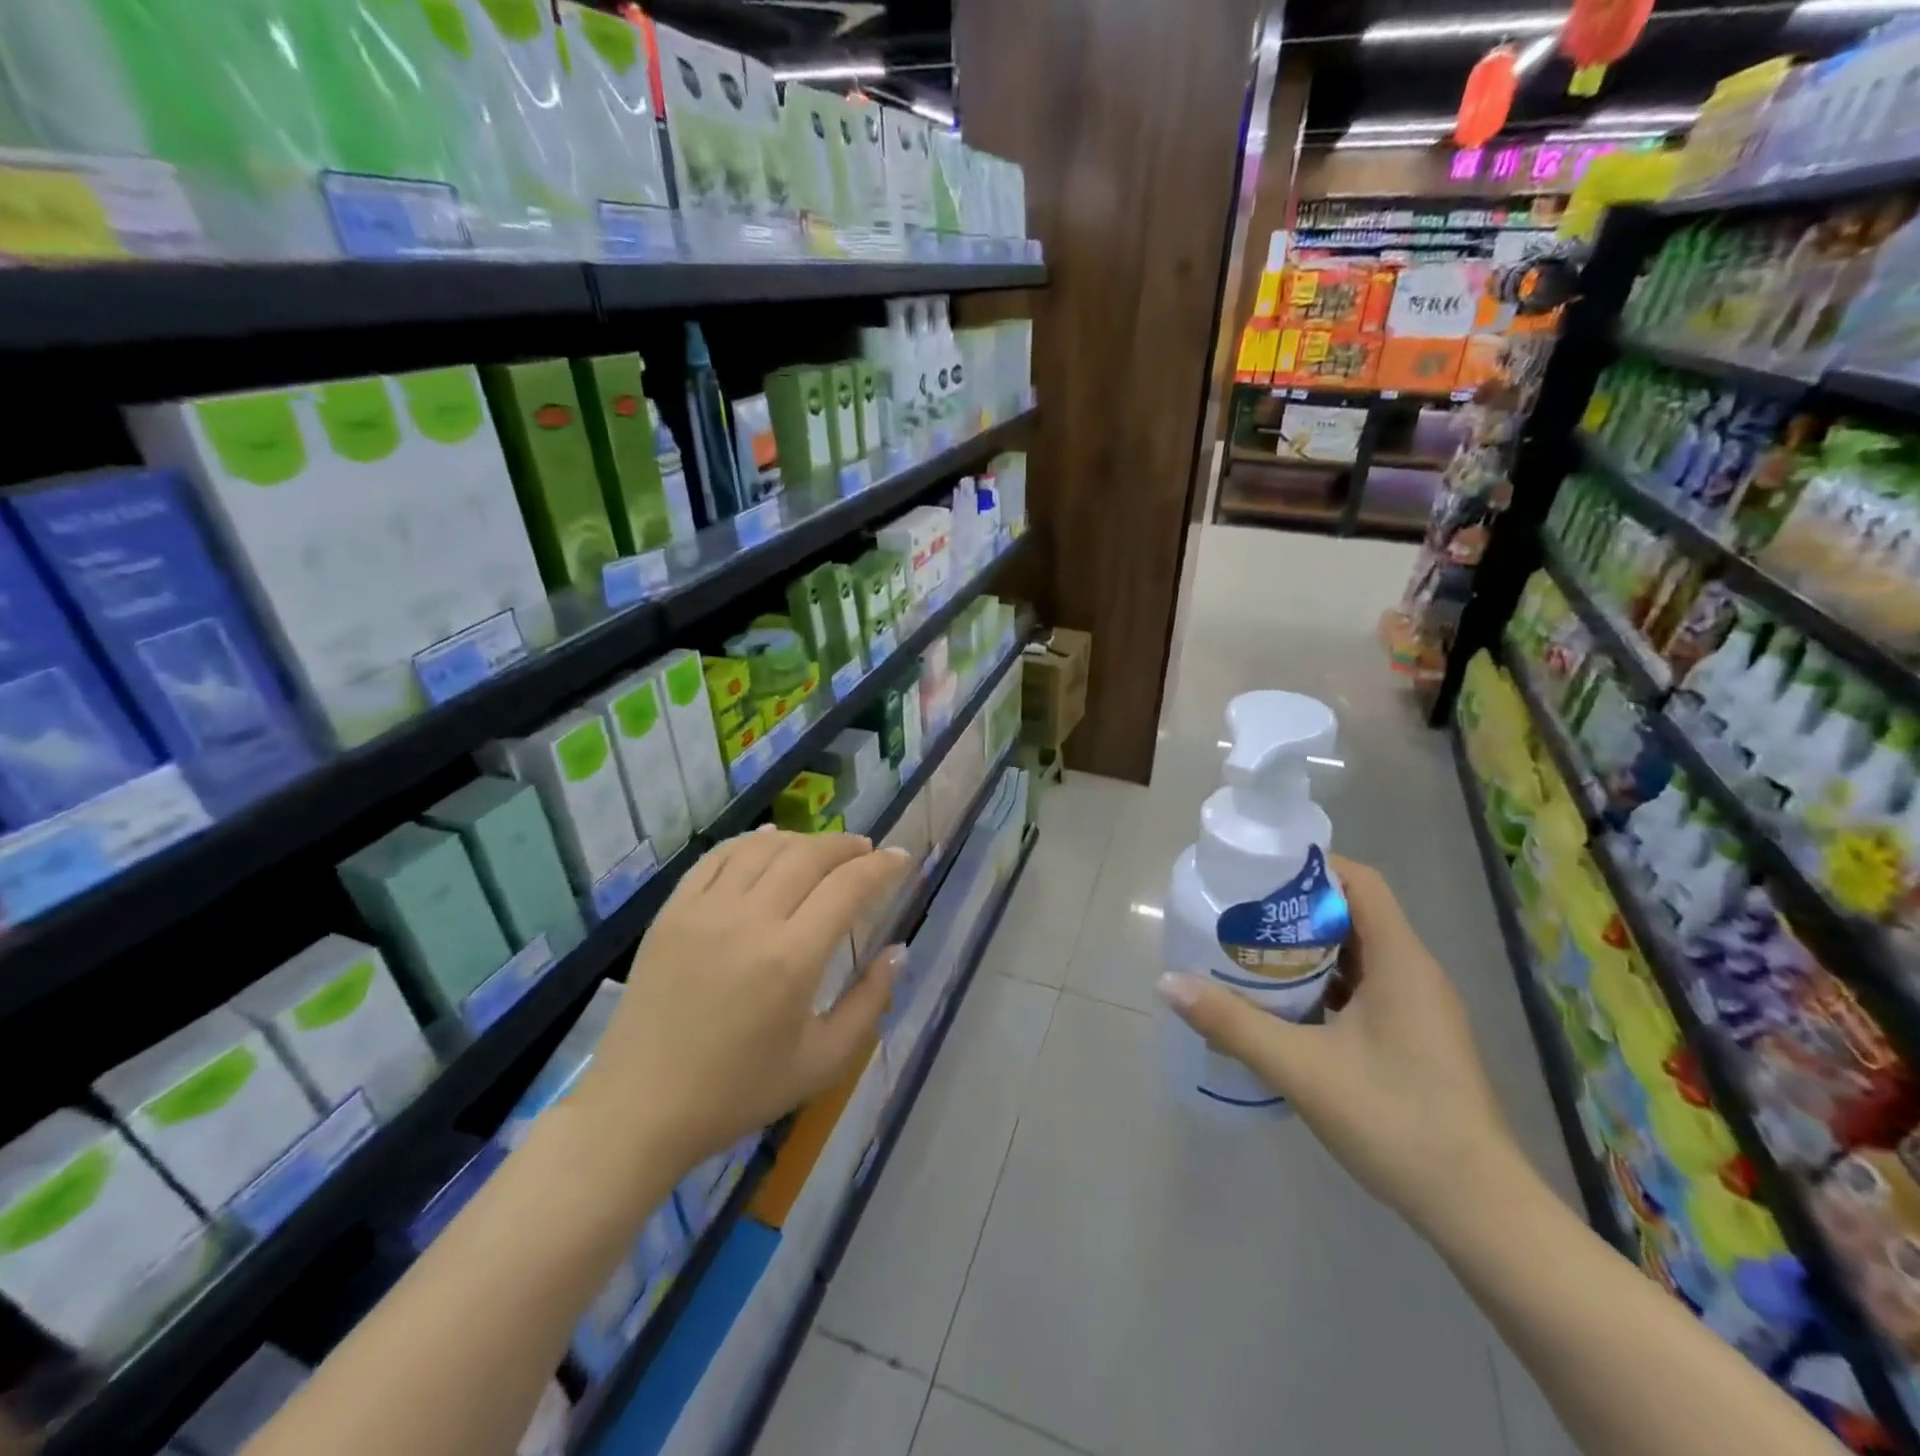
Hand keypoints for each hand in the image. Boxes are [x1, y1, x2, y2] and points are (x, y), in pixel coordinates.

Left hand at [574, 829, 913, 1175]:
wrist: (640, 1109)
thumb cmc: (738, 1092)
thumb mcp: (821, 1062)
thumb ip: (870, 1003)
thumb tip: (897, 951)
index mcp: (792, 959)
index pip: (848, 887)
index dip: (882, 866)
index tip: (901, 858)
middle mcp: (750, 920)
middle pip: (809, 856)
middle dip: (847, 846)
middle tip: (867, 852)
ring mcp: (705, 910)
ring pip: (764, 847)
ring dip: (803, 840)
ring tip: (822, 850)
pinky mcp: (672, 911)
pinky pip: (717, 857)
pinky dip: (751, 841)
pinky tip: (768, 842)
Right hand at [1158, 855, 1522, 1232]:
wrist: (1479, 1212)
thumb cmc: (1395, 1121)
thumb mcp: (1301, 1068)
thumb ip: (1232, 1022)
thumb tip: (1168, 983)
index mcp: (1401, 961)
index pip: (1361, 883)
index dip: (1313, 868)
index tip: (1260, 874)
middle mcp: (1415, 974)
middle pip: (1355, 915)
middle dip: (1297, 909)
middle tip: (1241, 913)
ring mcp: (1419, 1010)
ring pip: (1358, 956)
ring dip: (1308, 950)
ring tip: (1252, 953)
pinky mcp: (1415, 1041)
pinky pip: (1364, 991)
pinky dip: (1324, 985)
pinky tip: (1285, 1008)